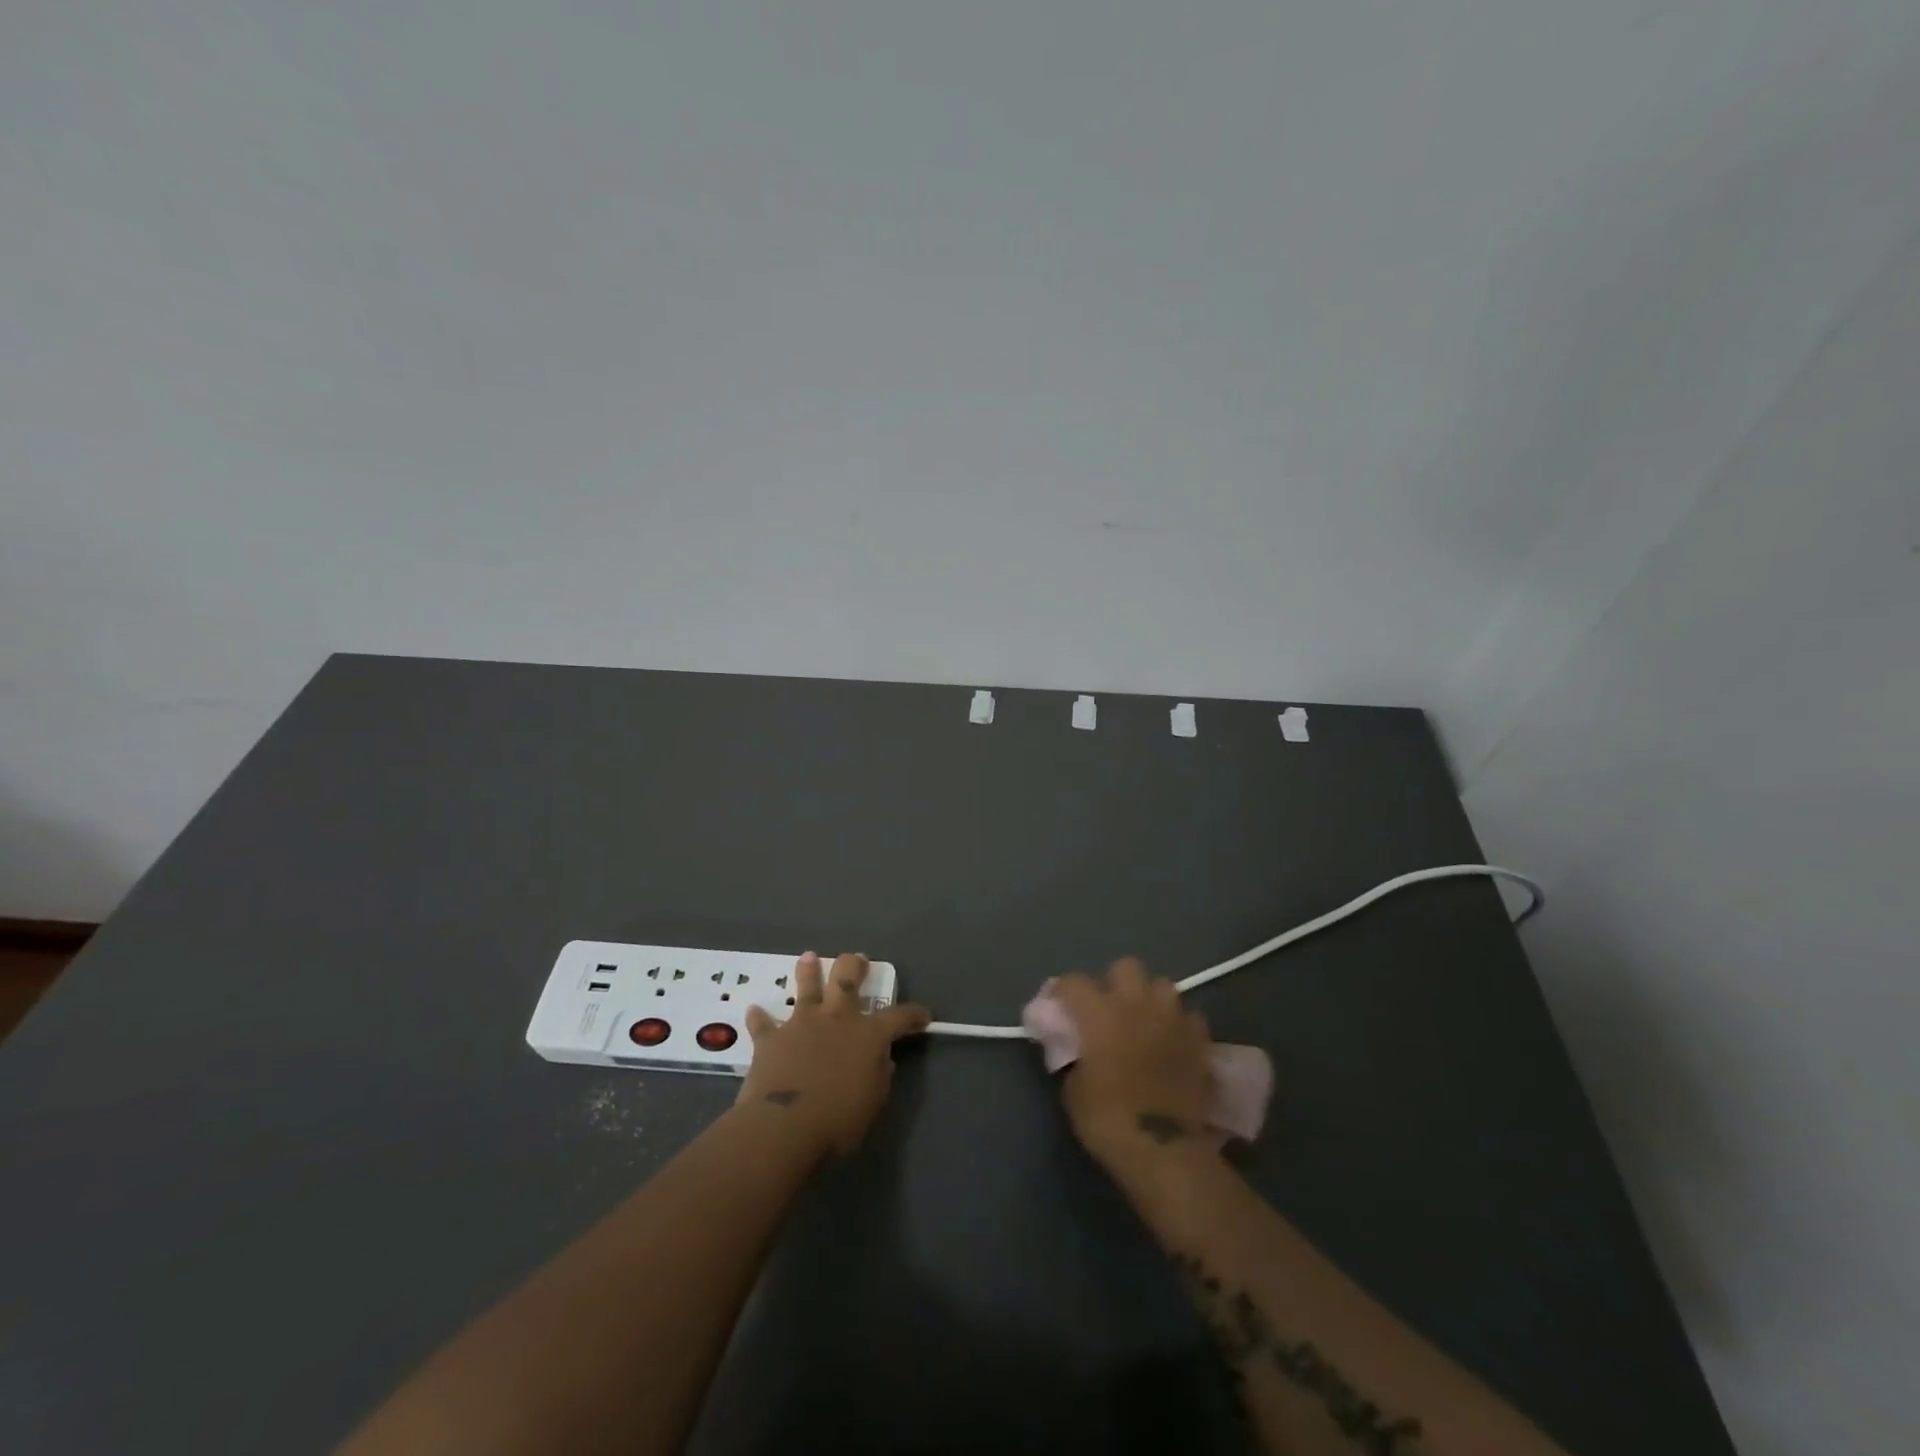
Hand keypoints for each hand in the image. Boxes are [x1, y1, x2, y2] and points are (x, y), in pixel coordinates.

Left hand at [734, 952, 930, 1160]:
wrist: (784, 1127)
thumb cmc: (837, 1121)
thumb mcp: (872, 1103)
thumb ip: (879, 1077)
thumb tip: (882, 1061)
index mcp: (868, 1035)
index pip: (899, 1017)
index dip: (913, 1014)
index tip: (923, 1015)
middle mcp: (836, 1019)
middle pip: (847, 979)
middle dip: (854, 965)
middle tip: (857, 958)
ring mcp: (802, 1024)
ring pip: (806, 988)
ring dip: (808, 971)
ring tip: (808, 957)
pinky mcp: (771, 1039)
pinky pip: (763, 1023)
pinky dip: (760, 1018)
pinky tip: (754, 1010)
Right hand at [1053, 958, 1214, 1170]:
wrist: (1162, 1149)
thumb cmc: (1108, 1119)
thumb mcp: (1073, 1089)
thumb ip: (1074, 1056)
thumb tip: (1076, 1046)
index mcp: (1099, 1012)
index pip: (1073, 982)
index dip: (1062, 992)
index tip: (1057, 1007)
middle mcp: (1135, 1003)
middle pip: (1125, 967)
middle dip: (1115, 982)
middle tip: (1109, 1009)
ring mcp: (1171, 1018)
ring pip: (1162, 985)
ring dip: (1150, 999)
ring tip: (1145, 1022)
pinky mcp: (1198, 1038)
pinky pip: (1188, 1016)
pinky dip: (1178, 1025)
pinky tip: (1172, 1043)